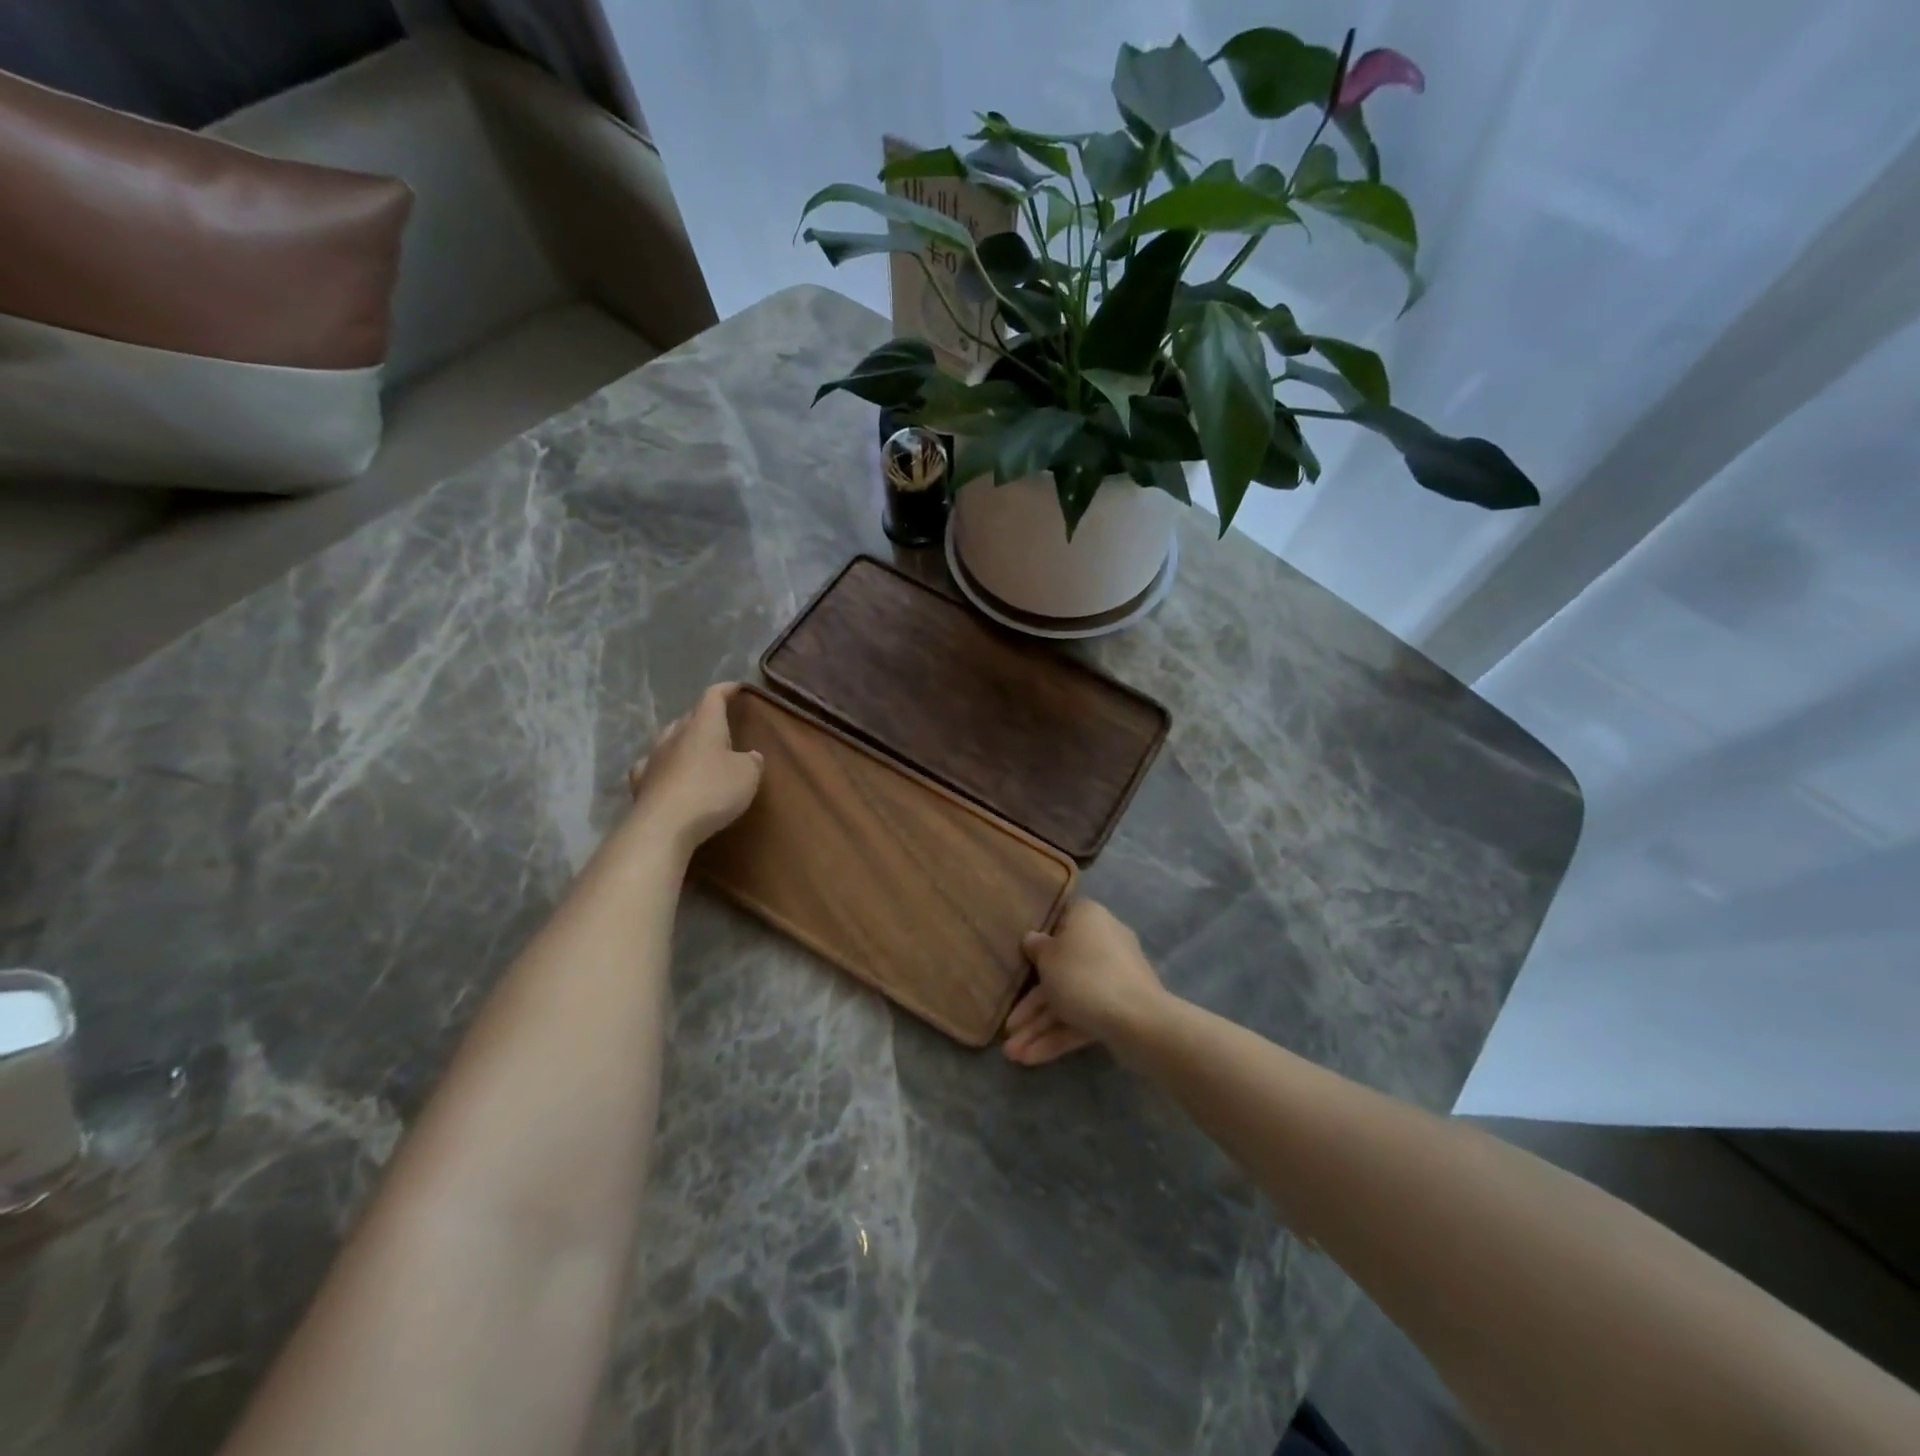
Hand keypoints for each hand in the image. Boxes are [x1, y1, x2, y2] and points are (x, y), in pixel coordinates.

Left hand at [626, 683, 762, 854]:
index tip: (737, 688)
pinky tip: (666, 773)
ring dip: (683, 741)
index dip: (726, 690)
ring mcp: (653, 758)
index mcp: (703, 725)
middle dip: (704, 717)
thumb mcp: (748, 775)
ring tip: (695, 750)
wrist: (664, 826)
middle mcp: (675, 735)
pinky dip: (664, 766)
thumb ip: (751, 761)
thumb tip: (749, 755)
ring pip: (669, 739)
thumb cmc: (712, 791)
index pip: (713, 696)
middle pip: (689, 717)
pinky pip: (653, 765)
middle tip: (720, 725)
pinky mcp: (640, 783)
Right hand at [1002, 899, 1168, 1065]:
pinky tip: (1030, 1058)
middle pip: (1059, 970)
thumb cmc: (1083, 975)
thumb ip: (1036, 948)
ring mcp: (1113, 979)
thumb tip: (1033, 939)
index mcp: (1088, 918)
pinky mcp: (1119, 1009)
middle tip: (1007, 1028)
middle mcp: (1102, 943)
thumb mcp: (1047, 958)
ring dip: (1039, 1026)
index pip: (1060, 920)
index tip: (1020, 957)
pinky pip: (1082, 1018)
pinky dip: (1058, 1036)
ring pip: (1069, 999)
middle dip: (1031, 1005)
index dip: (1038, 939)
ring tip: (1012, 1054)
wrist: (1137, 1020)